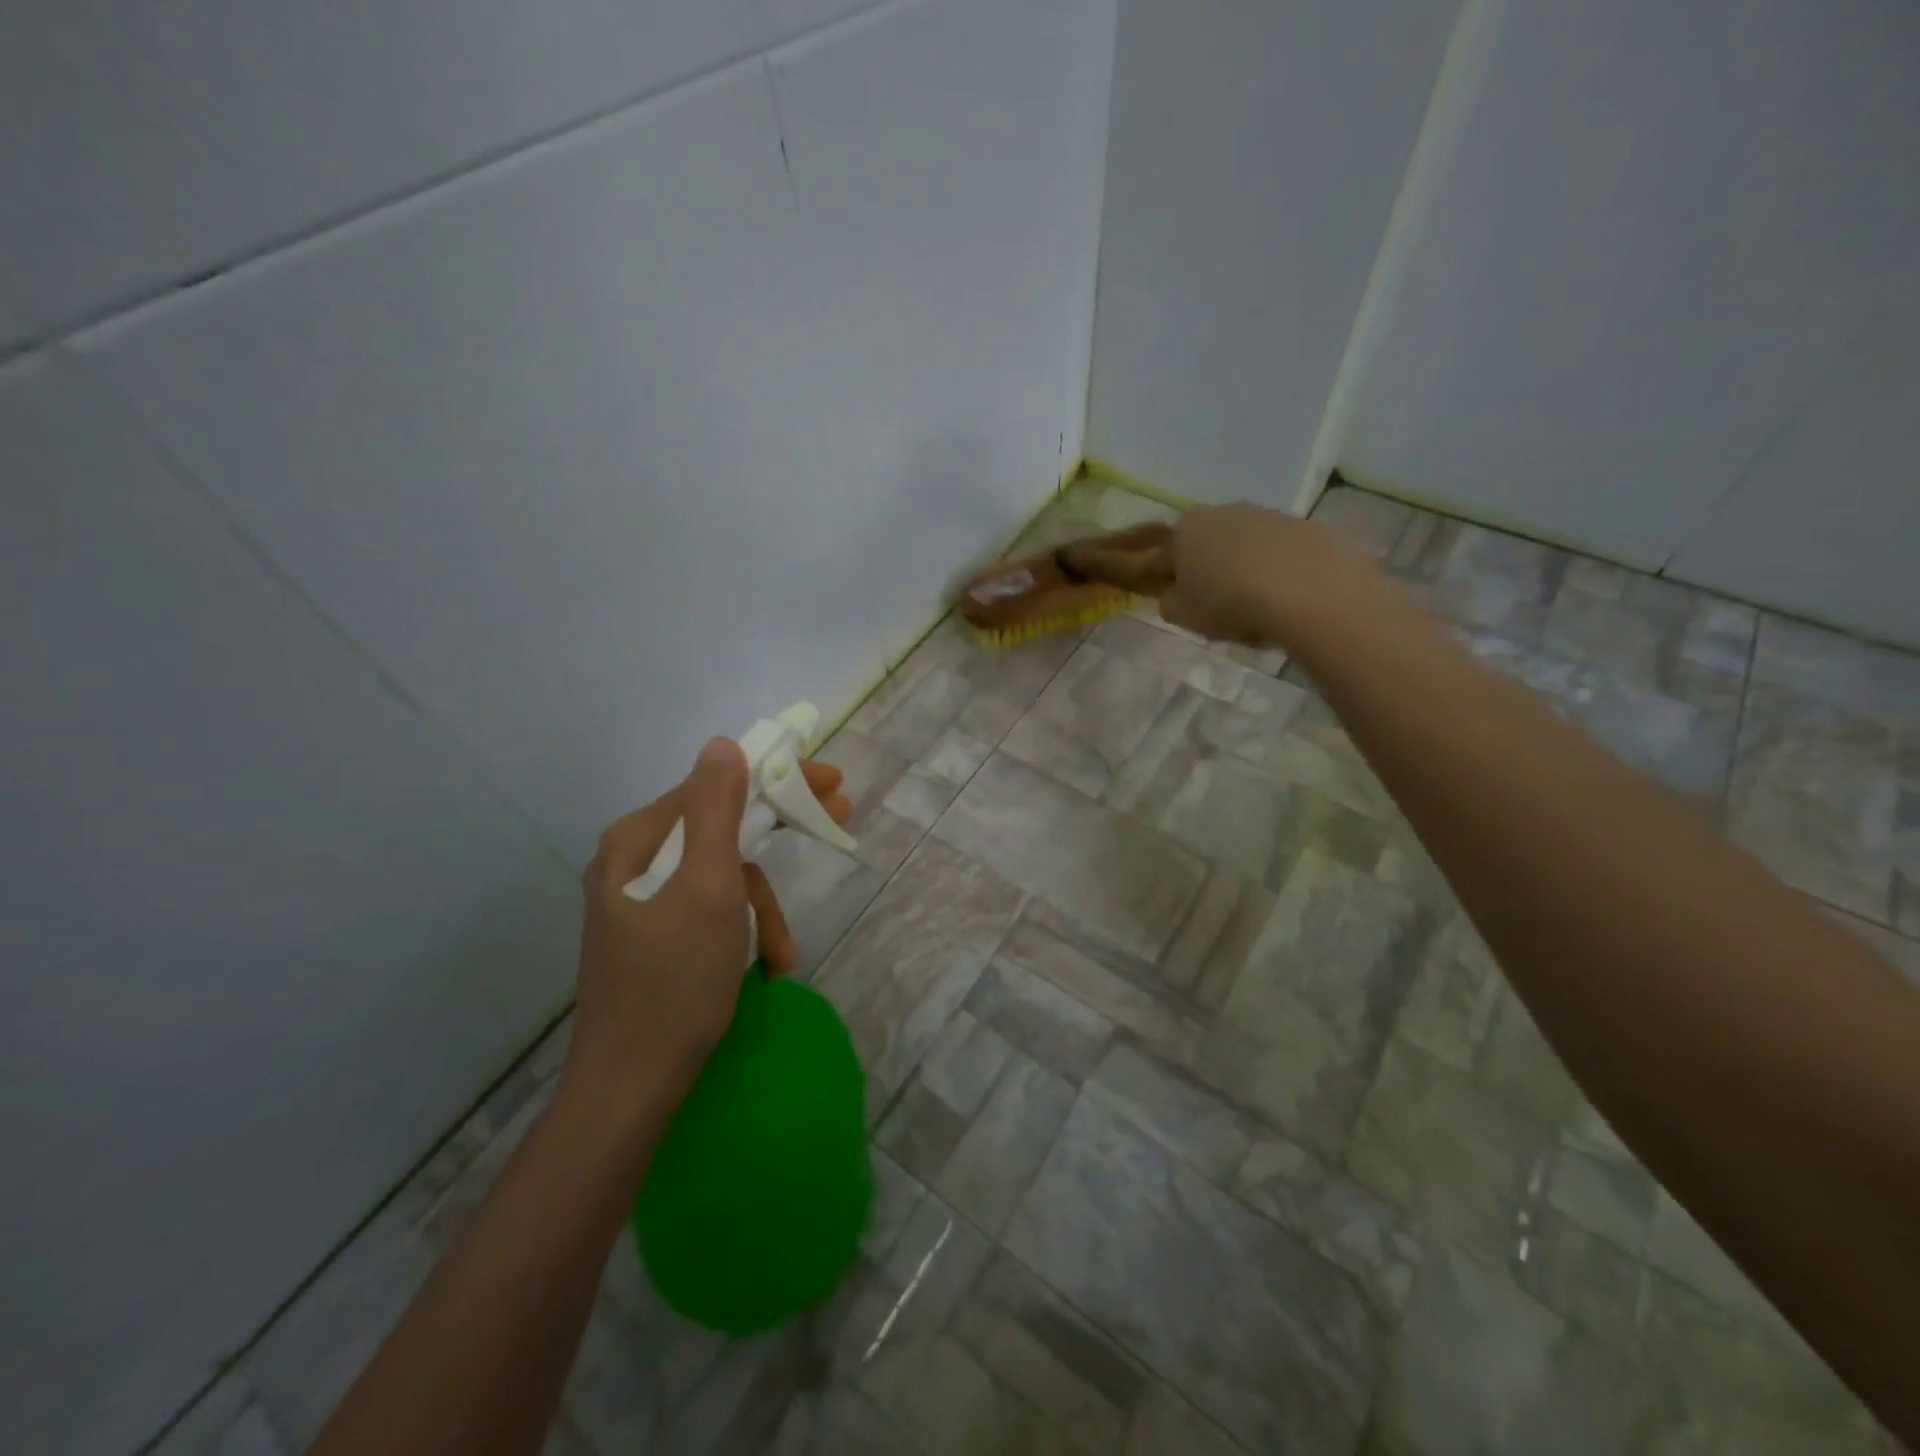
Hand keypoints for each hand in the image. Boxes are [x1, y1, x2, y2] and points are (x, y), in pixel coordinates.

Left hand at [562, 739, 852, 1119]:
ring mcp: (641, 902)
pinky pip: (709, 910)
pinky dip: (742, 930)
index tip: (832, 783)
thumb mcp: (708, 888)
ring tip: (783, 954)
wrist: (630, 1088)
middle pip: (720, 827)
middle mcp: (634, 861)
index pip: (716, 785)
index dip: (776, 778)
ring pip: (721, 876)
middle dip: (777, 836)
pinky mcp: (652, 936)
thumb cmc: (676, 982)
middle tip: (839, 818)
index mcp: (639, 840)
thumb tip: (722, 743)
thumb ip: (716, 810)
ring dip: (761, 908)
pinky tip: (765, 966)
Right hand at [1158, 502, 1384, 650]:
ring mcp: (1266, 515)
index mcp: (1186, 530)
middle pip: (1208, 544)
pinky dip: (1279, 569)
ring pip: (1246, 545)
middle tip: (1219, 606)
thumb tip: (1175, 596)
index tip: (1181, 604)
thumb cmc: (1230, 603)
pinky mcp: (1304, 525)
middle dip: (1209, 570)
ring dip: (1245, 568)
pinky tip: (1287, 596)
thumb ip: (1169, 603)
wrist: (1307, 590)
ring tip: (1258, 604)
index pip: (1164, 557)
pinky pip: (1281, 551)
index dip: (1168, 583)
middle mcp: (1223, 512)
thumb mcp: (1183, 615)